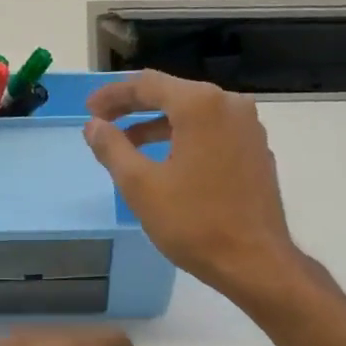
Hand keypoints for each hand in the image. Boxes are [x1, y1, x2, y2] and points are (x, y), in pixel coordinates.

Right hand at [83, 72, 300, 304]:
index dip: (113, 95)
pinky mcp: (256, 152)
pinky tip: (169, 162)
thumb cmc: (194, 223)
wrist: (254, 261)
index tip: (89, 110)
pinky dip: (185, 139)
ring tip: (129, 146)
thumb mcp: (141, 186)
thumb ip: (113, 149)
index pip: (147, 84)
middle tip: (104, 123)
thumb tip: (94, 126)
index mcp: (201, 105)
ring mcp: (248, 128)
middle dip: (135, 107)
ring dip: (158, 126)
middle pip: (173, 94)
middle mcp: (230, 105)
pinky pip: (213, 133)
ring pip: (195, 115)